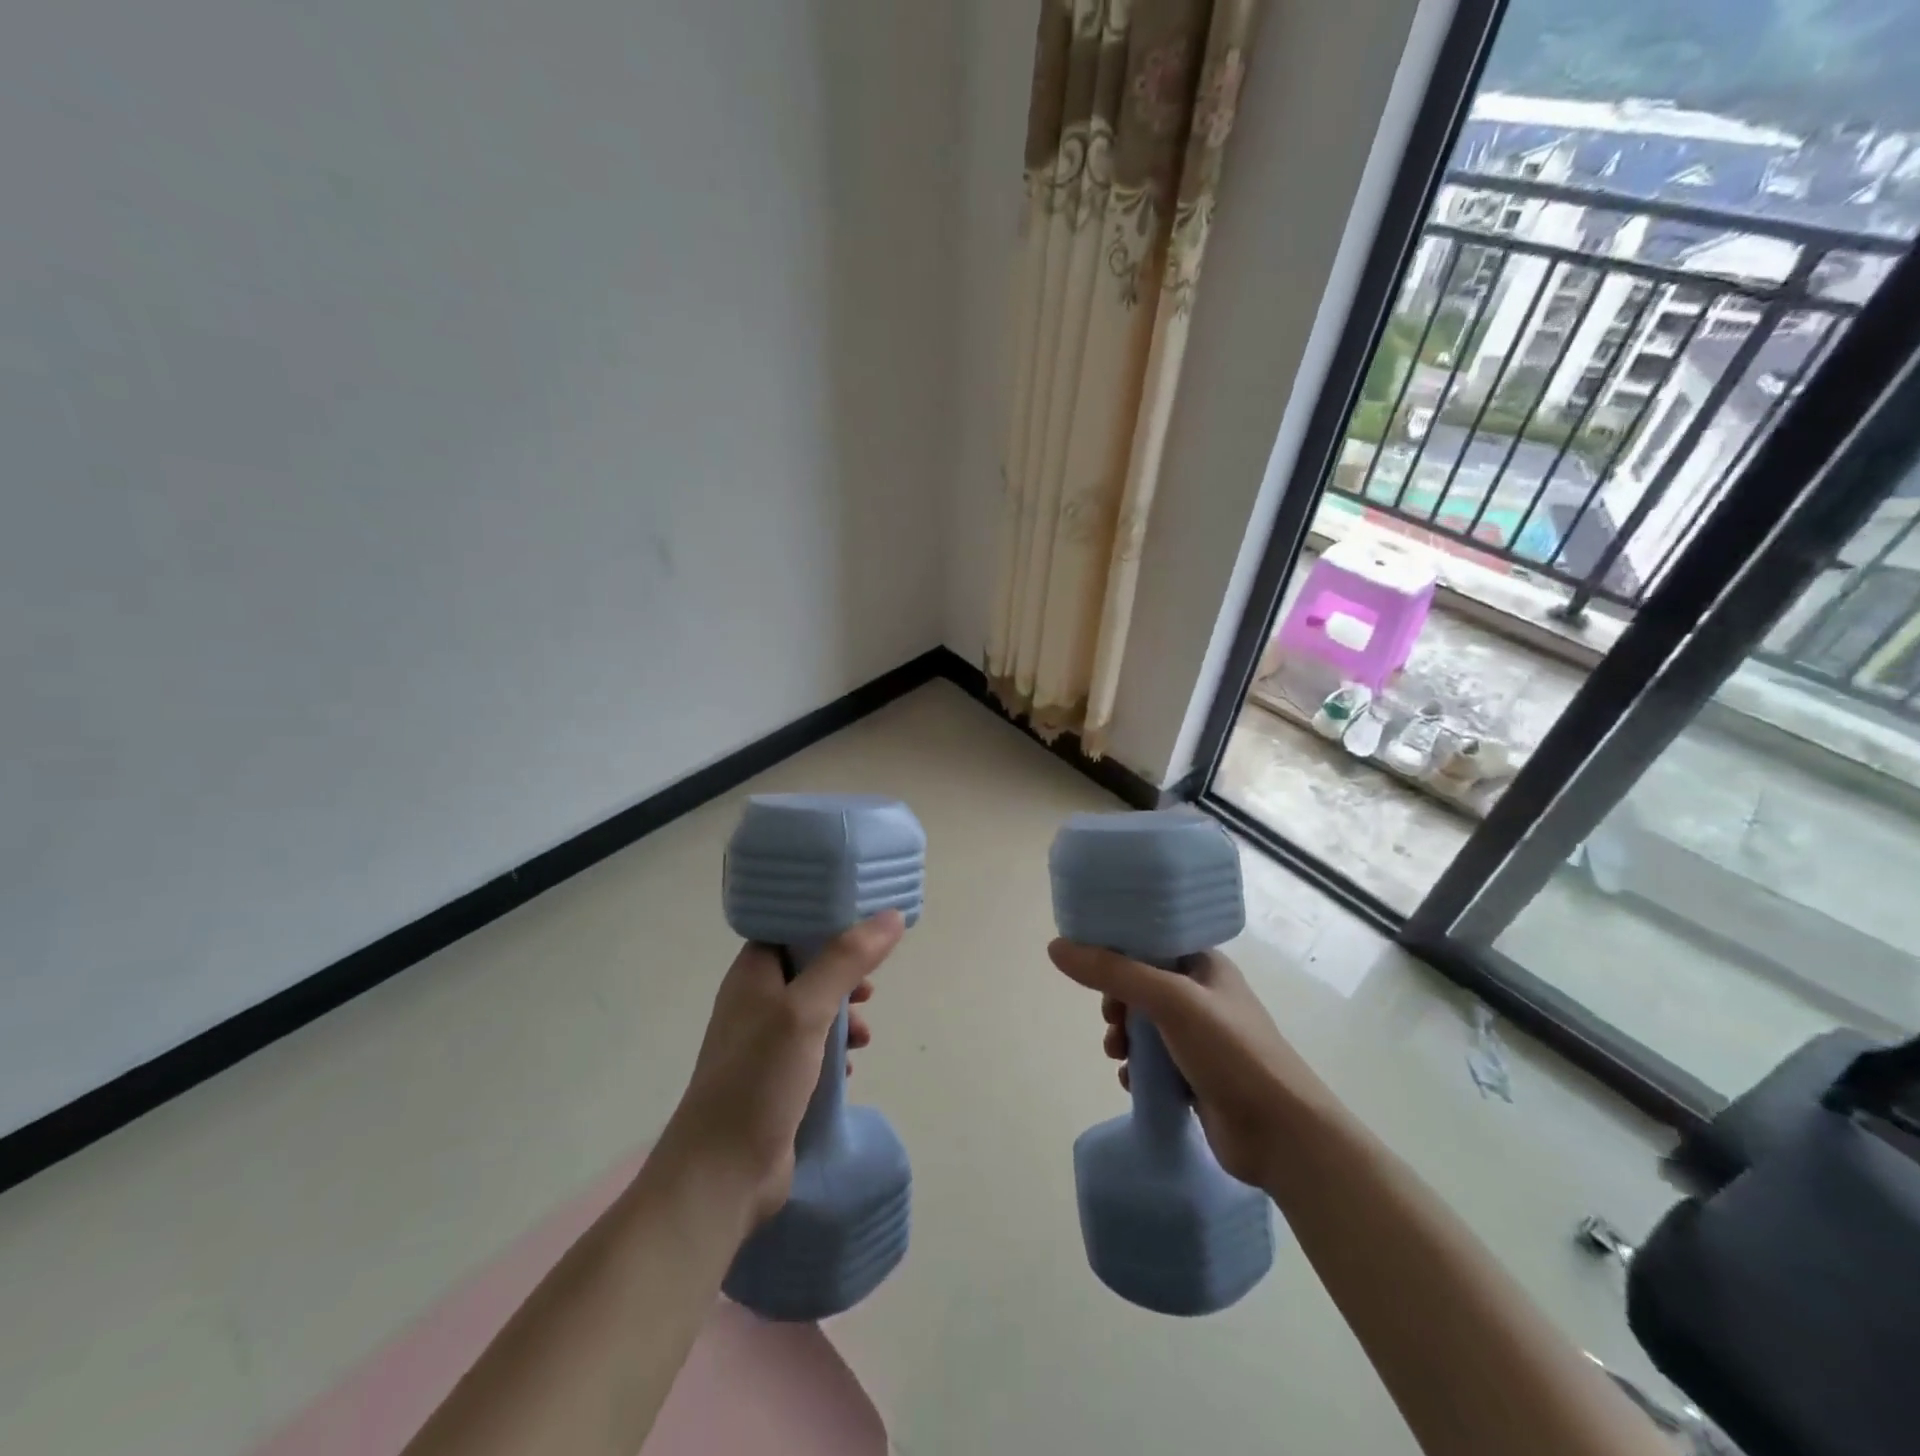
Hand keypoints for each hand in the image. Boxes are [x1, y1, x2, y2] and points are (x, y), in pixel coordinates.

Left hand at [658, 911, 904, 1226]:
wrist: (721, 1175)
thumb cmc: (758, 1078)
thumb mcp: (805, 1010)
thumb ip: (846, 961)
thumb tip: (891, 916)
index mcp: (752, 974)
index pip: (790, 929)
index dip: (826, 923)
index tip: (865, 927)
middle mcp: (753, 1002)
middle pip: (808, 968)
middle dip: (844, 976)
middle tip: (870, 989)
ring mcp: (762, 1044)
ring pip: (814, 1011)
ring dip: (842, 1017)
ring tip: (863, 1036)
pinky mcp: (774, 1080)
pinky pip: (812, 1050)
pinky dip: (833, 1052)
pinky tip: (848, 1071)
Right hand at [1047, 941, 1334, 1191]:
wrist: (1281, 1134)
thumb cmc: (1230, 1051)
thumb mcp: (1168, 1000)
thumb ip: (1113, 973)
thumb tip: (1056, 947)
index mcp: (1204, 964)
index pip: (1150, 940)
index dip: (1117, 949)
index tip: (1090, 965)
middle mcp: (1202, 994)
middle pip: (1141, 983)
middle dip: (1117, 1000)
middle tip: (1112, 1019)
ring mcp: (1200, 1037)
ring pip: (1144, 1024)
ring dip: (1123, 1035)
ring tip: (1117, 1053)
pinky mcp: (1195, 1074)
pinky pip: (1152, 1060)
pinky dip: (1136, 1067)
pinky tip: (1130, 1081)